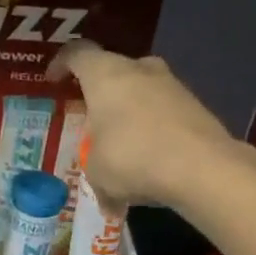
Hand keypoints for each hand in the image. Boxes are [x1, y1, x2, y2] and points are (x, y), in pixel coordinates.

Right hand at [48, 41, 234, 207]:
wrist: (202, 167)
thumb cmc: (132, 158)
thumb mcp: (97, 171)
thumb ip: (96, 174)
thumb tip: (108, 201)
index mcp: (105, 75)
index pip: (76, 53)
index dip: (60, 63)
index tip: (53, 80)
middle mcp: (139, 70)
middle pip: (112, 70)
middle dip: (99, 92)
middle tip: (89, 117)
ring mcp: (172, 84)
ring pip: (140, 91)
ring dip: (127, 113)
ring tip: (119, 146)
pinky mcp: (195, 105)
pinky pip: (162, 113)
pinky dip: (151, 131)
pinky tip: (148, 161)